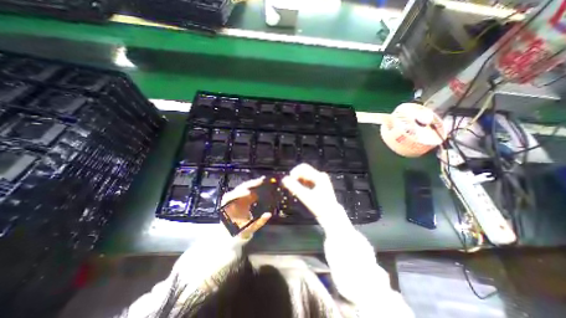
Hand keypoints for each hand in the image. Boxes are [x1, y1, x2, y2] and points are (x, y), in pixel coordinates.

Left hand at [220, 176, 271, 237]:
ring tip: (262, 180)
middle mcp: (231, 200)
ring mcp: (237, 198)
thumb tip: (269, 214)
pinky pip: (248, 190)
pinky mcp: (242, 198)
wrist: (230, 235)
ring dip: (252, 183)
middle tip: (261, 181)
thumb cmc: (237, 232)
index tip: (249, 192)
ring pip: (243, 187)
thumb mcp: (247, 230)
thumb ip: (258, 223)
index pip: (231, 197)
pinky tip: (261, 183)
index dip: (239, 193)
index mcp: (228, 208)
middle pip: (239, 188)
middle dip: (249, 184)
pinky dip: (254, 186)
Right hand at [282, 163, 339, 219]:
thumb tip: (284, 179)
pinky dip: (301, 185)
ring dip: (297, 182)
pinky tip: (298, 192)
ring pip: (304, 176)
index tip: (289, 181)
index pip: (302, 167)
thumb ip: (294, 187)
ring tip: (293, 191)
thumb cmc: (319, 207)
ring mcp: (320, 180)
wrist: (331, 216)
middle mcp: (320, 176)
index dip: (293, 172)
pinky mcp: (319, 185)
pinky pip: (307, 181)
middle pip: (303, 171)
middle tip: (289, 187)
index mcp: (319, 176)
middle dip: (295, 178)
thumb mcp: (305, 196)